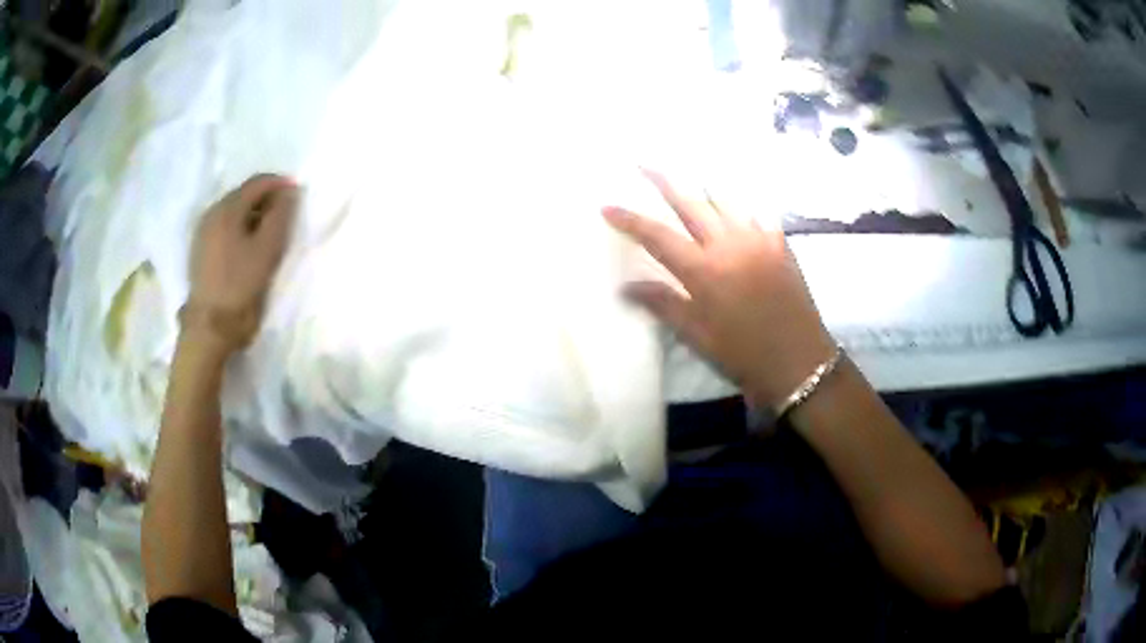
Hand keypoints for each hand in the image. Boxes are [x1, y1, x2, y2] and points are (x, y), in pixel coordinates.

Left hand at [184, 174, 298, 353]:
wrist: (210, 327)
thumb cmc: (241, 285)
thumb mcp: (268, 249)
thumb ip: (280, 216)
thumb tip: (289, 192)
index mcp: (227, 209)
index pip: (258, 182)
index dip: (280, 184)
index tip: (298, 195)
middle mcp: (212, 213)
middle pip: (243, 194)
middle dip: (266, 199)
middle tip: (285, 216)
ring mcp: (203, 232)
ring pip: (233, 211)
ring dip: (253, 215)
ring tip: (268, 232)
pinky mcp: (200, 251)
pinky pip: (224, 228)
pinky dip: (239, 228)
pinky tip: (247, 245)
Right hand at [604, 170, 834, 409]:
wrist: (799, 361)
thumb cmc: (744, 354)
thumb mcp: (698, 335)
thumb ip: (663, 304)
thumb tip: (626, 288)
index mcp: (703, 271)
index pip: (658, 237)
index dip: (630, 220)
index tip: (607, 206)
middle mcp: (728, 244)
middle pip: (690, 202)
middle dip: (663, 180)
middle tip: (643, 161)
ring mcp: (758, 238)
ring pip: (724, 198)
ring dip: (701, 183)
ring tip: (686, 170)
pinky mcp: (780, 242)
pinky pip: (756, 210)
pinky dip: (739, 200)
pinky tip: (731, 195)